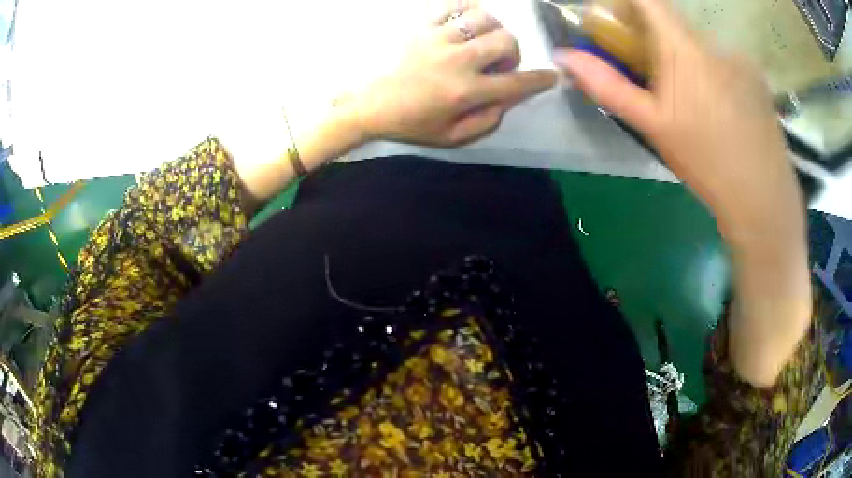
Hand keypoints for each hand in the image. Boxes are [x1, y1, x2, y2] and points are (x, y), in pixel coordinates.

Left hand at [350, 6, 556, 146]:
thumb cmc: (409, 123)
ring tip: (482, 41)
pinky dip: (468, 10)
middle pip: (506, 41)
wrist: (366, 104)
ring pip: (484, 18)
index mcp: (465, 92)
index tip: (551, 76)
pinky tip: (466, 23)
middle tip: (498, 63)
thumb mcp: (451, 137)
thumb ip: (486, 121)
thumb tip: (508, 100)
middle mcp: (457, 61)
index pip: (516, 82)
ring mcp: (438, 38)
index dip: (540, 79)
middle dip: (514, 52)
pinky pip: (454, 6)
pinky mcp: (421, 26)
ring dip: (493, 29)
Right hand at [556, 0, 810, 387]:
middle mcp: (713, 42)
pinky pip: (725, 60)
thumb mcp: (652, 125)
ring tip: (694, 102)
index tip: (615, 18)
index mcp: (683, 47)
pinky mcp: (757, 76)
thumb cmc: (706, 162)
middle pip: (674, 22)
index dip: (627, 2)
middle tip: (653, 73)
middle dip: (655, 37)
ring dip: (687, 57)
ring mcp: (740, 58)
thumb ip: (607, 85)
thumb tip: (564, 56)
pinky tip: (721, 108)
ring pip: (701, 44)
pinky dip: (713, 70)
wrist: (762, 198)